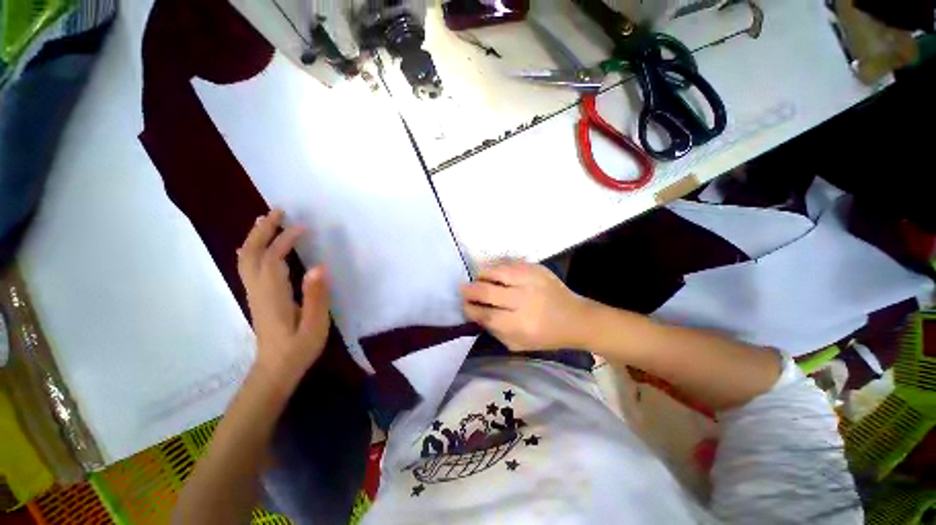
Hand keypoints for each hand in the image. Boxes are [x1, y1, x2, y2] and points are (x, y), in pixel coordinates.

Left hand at [237, 210, 329, 384]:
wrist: (275, 370)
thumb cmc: (298, 349)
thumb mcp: (314, 325)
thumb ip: (316, 296)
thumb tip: (319, 266)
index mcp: (273, 295)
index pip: (273, 259)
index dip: (285, 240)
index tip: (303, 226)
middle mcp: (258, 290)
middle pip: (251, 254)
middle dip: (262, 230)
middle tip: (277, 211)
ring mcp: (254, 294)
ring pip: (246, 259)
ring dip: (256, 237)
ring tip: (268, 221)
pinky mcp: (257, 298)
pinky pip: (249, 266)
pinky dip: (254, 250)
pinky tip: (263, 247)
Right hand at [461, 261, 592, 351]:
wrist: (576, 318)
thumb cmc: (545, 336)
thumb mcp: (517, 344)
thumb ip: (494, 330)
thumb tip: (476, 313)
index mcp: (521, 324)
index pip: (486, 314)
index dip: (470, 309)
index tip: (464, 305)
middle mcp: (525, 300)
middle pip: (487, 291)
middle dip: (470, 290)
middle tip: (463, 289)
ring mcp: (532, 281)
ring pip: (497, 272)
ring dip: (482, 275)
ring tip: (478, 279)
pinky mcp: (537, 268)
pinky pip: (510, 263)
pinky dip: (497, 267)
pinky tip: (494, 273)